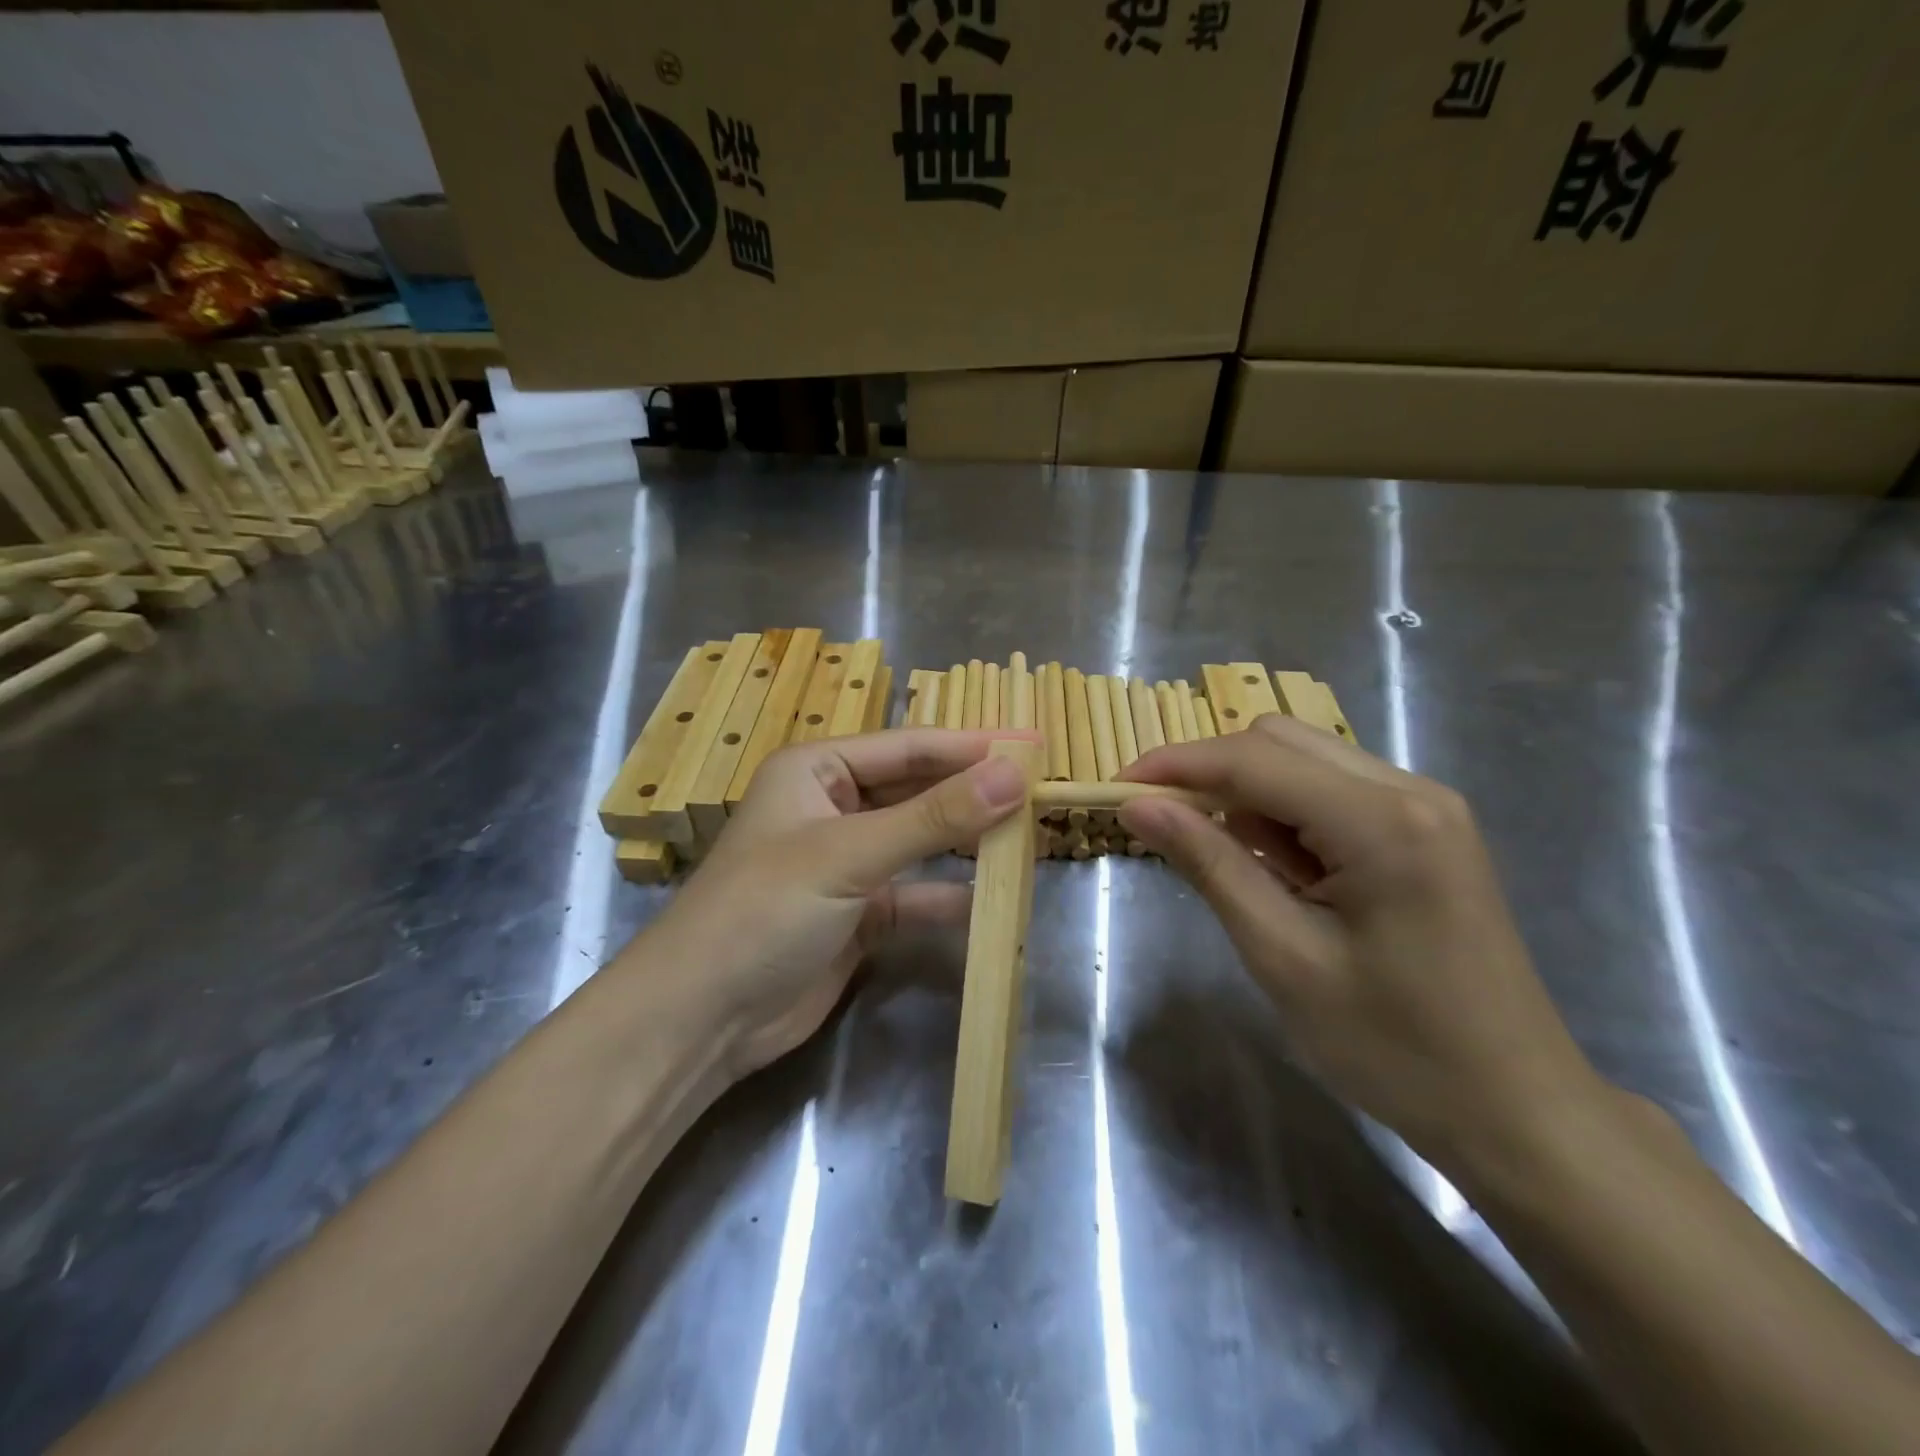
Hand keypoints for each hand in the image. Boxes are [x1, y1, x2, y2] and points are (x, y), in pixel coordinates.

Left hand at [652, 729, 1035, 1077]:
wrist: (702, 1017)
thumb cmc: (766, 909)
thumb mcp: (850, 854)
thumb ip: (934, 816)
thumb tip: (1012, 775)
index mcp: (816, 770)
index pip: (909, 747)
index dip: (972, 746)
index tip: (1032, 745)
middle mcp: (831, 808)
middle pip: (916, 790)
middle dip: (972, 792)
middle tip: (1038, 790)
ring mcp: (845, 863)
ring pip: (918, 841)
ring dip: (965, 841)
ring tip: (1026, 836)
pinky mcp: (856, 914)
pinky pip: (912, 894)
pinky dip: (946, 897)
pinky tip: (988, 899)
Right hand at [1117, 714, 1605, 1172]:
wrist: (1517, 1111)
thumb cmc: (1395, 1048)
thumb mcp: (1283, 957)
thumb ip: (1210, 864)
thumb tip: (1138, 806)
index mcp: (1384, 821)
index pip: (1253, 761)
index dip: (1175, 766)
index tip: (1115, 788)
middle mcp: (1411, 790)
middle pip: (1280, 742)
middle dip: (1211, 774)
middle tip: (1166, 830)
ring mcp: (1426, 807)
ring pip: (1304, 761)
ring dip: (1248, 797)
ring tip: (1233, 867)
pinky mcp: (1426, 829)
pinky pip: (1332, 792)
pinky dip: (1286, 815)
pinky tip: (1281, 871)